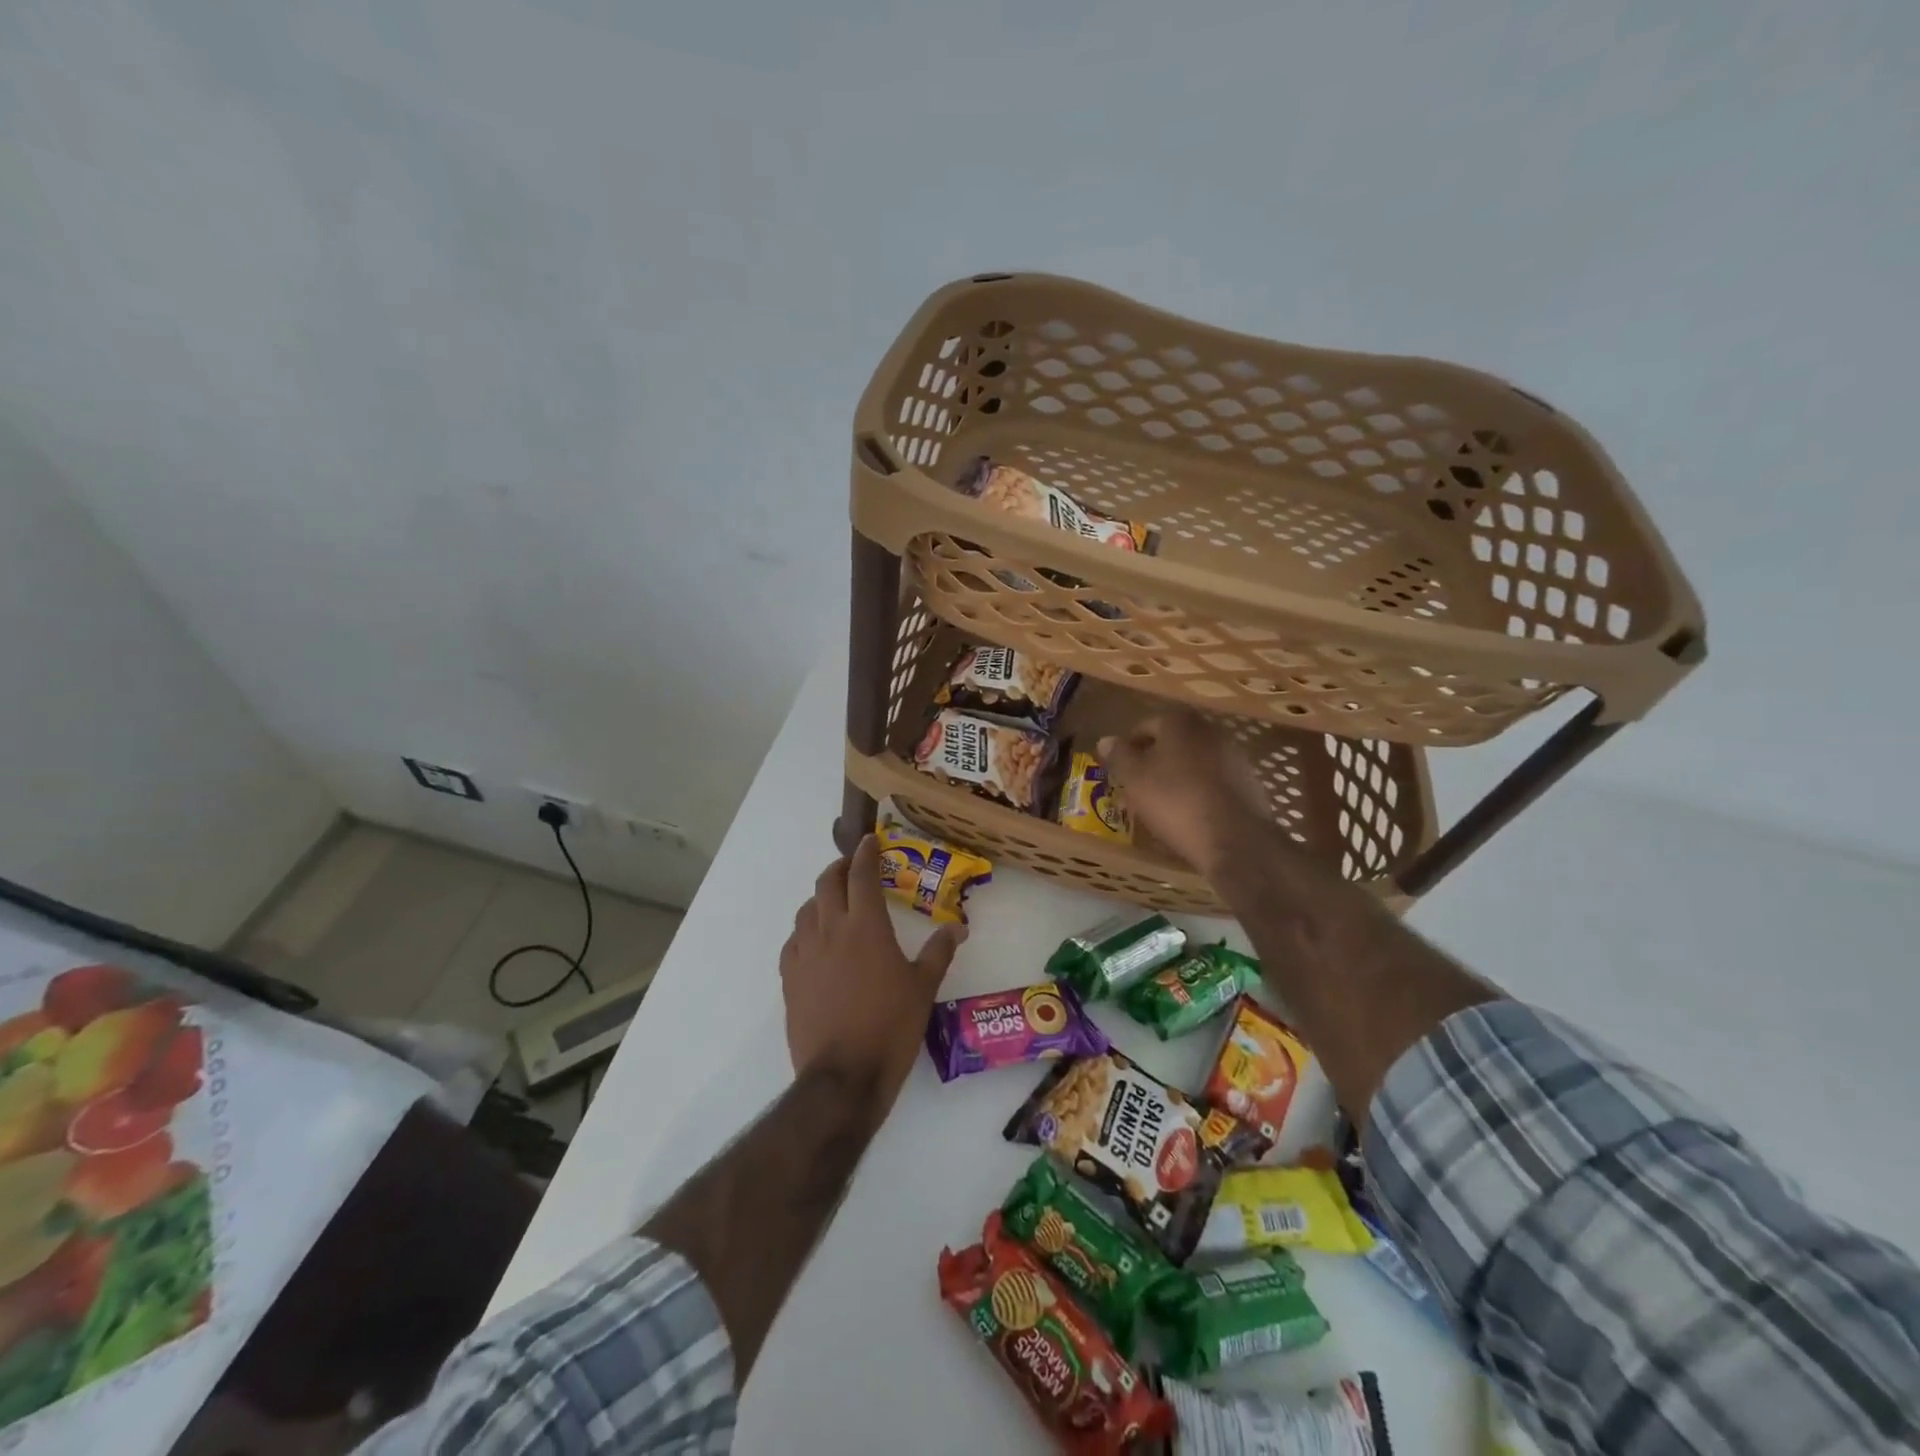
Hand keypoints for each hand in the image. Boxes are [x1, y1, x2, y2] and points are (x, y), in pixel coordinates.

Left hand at [780, 835, 963, 1110]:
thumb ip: (939, 952)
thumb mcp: (923, 987)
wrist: (842, 1076)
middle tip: (852, 867)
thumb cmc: (890, 1026)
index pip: (862, 875)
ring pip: (806, 909)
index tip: (870, 841)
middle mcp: (831, 930)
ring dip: (820, 897)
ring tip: (834, 902)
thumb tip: (958, 928)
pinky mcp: (789, 978)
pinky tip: (815, 941)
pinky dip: (805, 929)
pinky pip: (794, 940)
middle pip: (828, 883)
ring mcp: (805, 953)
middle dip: (840, 868)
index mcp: (866, 926)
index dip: (866, 853)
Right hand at [1098, 711, 1272, 875]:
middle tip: (1138, 787)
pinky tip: (1190, 814)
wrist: (1235, 839)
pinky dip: (1199, 791)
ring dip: (1177, 776)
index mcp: (1180, 723)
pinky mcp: (1248, 782)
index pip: (1145, 726)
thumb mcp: (1135, 779)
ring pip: (1193, 761)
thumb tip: (1105, 740)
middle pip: (1172, 742)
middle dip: (1153, 761)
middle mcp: (1210, 730)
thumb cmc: (1175, 801)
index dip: (1128, 748)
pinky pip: (1213, 781)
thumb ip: (1118, 755)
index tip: (1120, 771)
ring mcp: (1233, 756)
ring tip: (1162, 804)